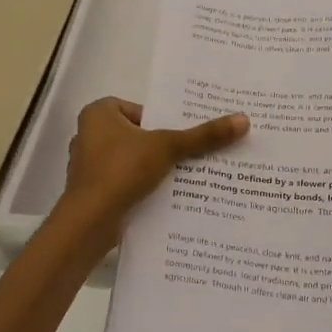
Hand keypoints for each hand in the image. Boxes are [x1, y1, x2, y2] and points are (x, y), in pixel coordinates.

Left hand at [59, 97, 248, 236]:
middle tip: (192, 154)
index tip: (185, 135)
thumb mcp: (168, 148)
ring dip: (153, 169)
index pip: (141, 110)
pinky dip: (141, 187)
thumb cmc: (122, 171)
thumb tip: (244, 120)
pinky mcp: (92, 191)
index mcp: (98, 113)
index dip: (163, 121)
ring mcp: (87, 165)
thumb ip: (203, 136)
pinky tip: (165, 197)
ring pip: (131, 161)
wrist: (90, 221)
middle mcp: (88, 134)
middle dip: (162, 146)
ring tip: (184, 177)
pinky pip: (124, 182)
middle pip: (138, 136)